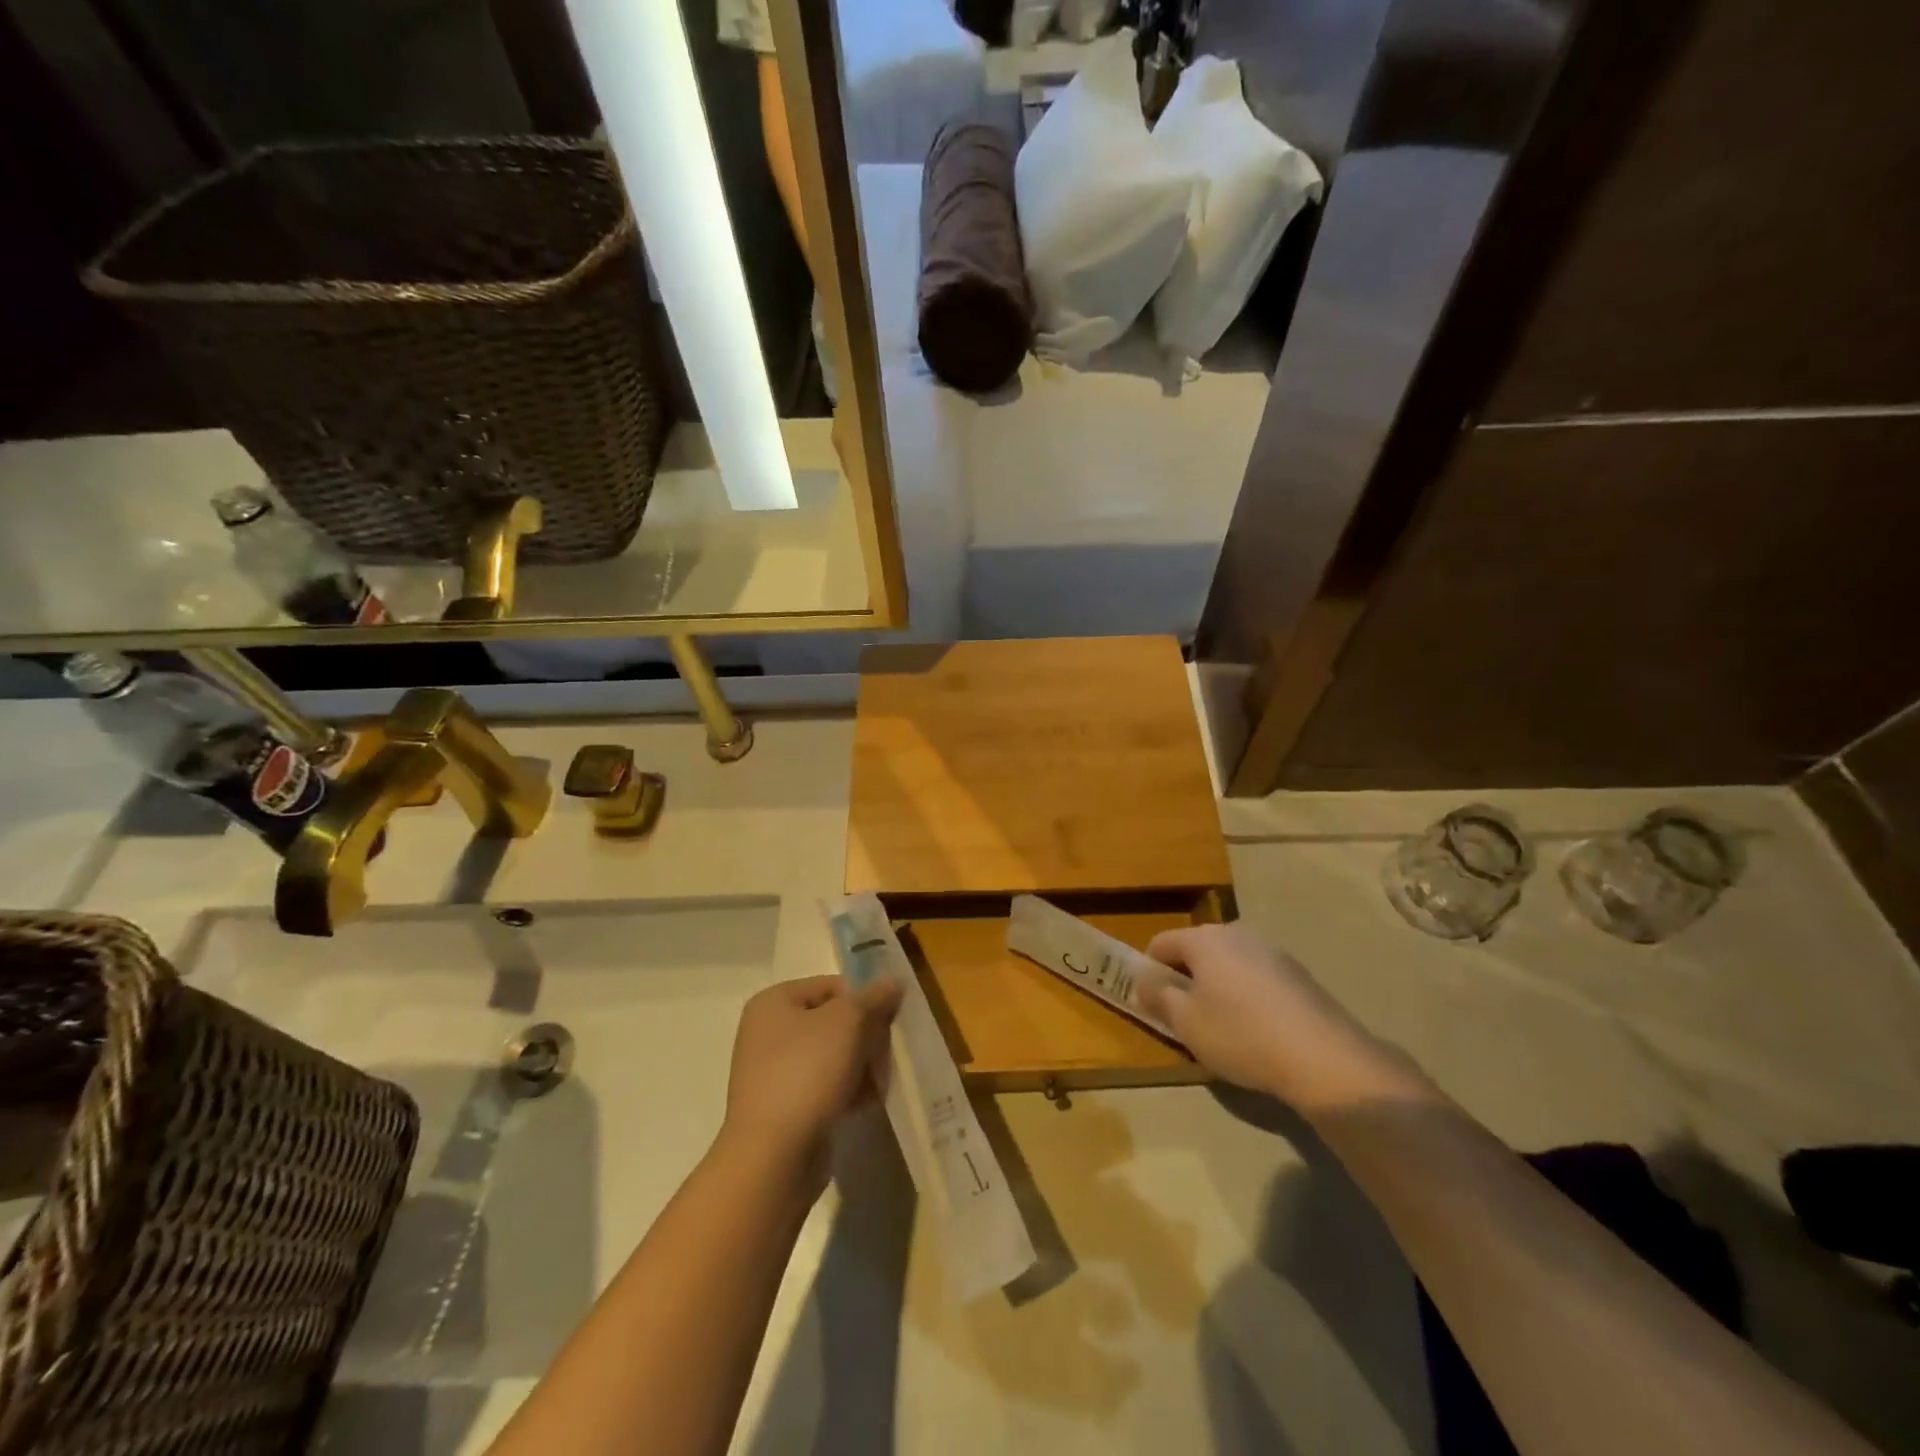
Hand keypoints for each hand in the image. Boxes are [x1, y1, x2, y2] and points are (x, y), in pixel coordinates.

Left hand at [720, 976, 902, 1177]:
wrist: (773, 1158)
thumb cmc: (807, 1073)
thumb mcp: (848, 1022)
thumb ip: (873, 998)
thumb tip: (894, 981)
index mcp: (774, 1002)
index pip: (832, 986)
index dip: (864, 1001)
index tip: (887, 1024)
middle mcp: (767, 1032)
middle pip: (834, 1022)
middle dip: (865, 1039)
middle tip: (884, 1058)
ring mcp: (772, 1072)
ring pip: (833, 1056)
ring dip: (860, 1067)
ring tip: (876, 1086)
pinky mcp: (783, 1108)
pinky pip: (824, 1088)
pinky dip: (846, 1092)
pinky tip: (863, 1105)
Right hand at [1138, 923, 1396, 1108]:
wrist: (1324, 1059)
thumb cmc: (1242, 1036)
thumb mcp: (1186, 1023)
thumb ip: (1158, 996)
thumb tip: (1143, 980)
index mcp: (1204, 938)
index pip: (1161, 943)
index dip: (1149, 971)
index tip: (1153, 1002)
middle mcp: (1237, 933)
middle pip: (1196, 949)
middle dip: (1186, 977)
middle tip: (1186, 1017)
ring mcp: (1272, 950)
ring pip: (1228, 962)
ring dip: (1217, 986)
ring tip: (1223, 1026)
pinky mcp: (1298, 973)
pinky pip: (1256, 976)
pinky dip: (1247, 994)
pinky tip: (1257, 1029)